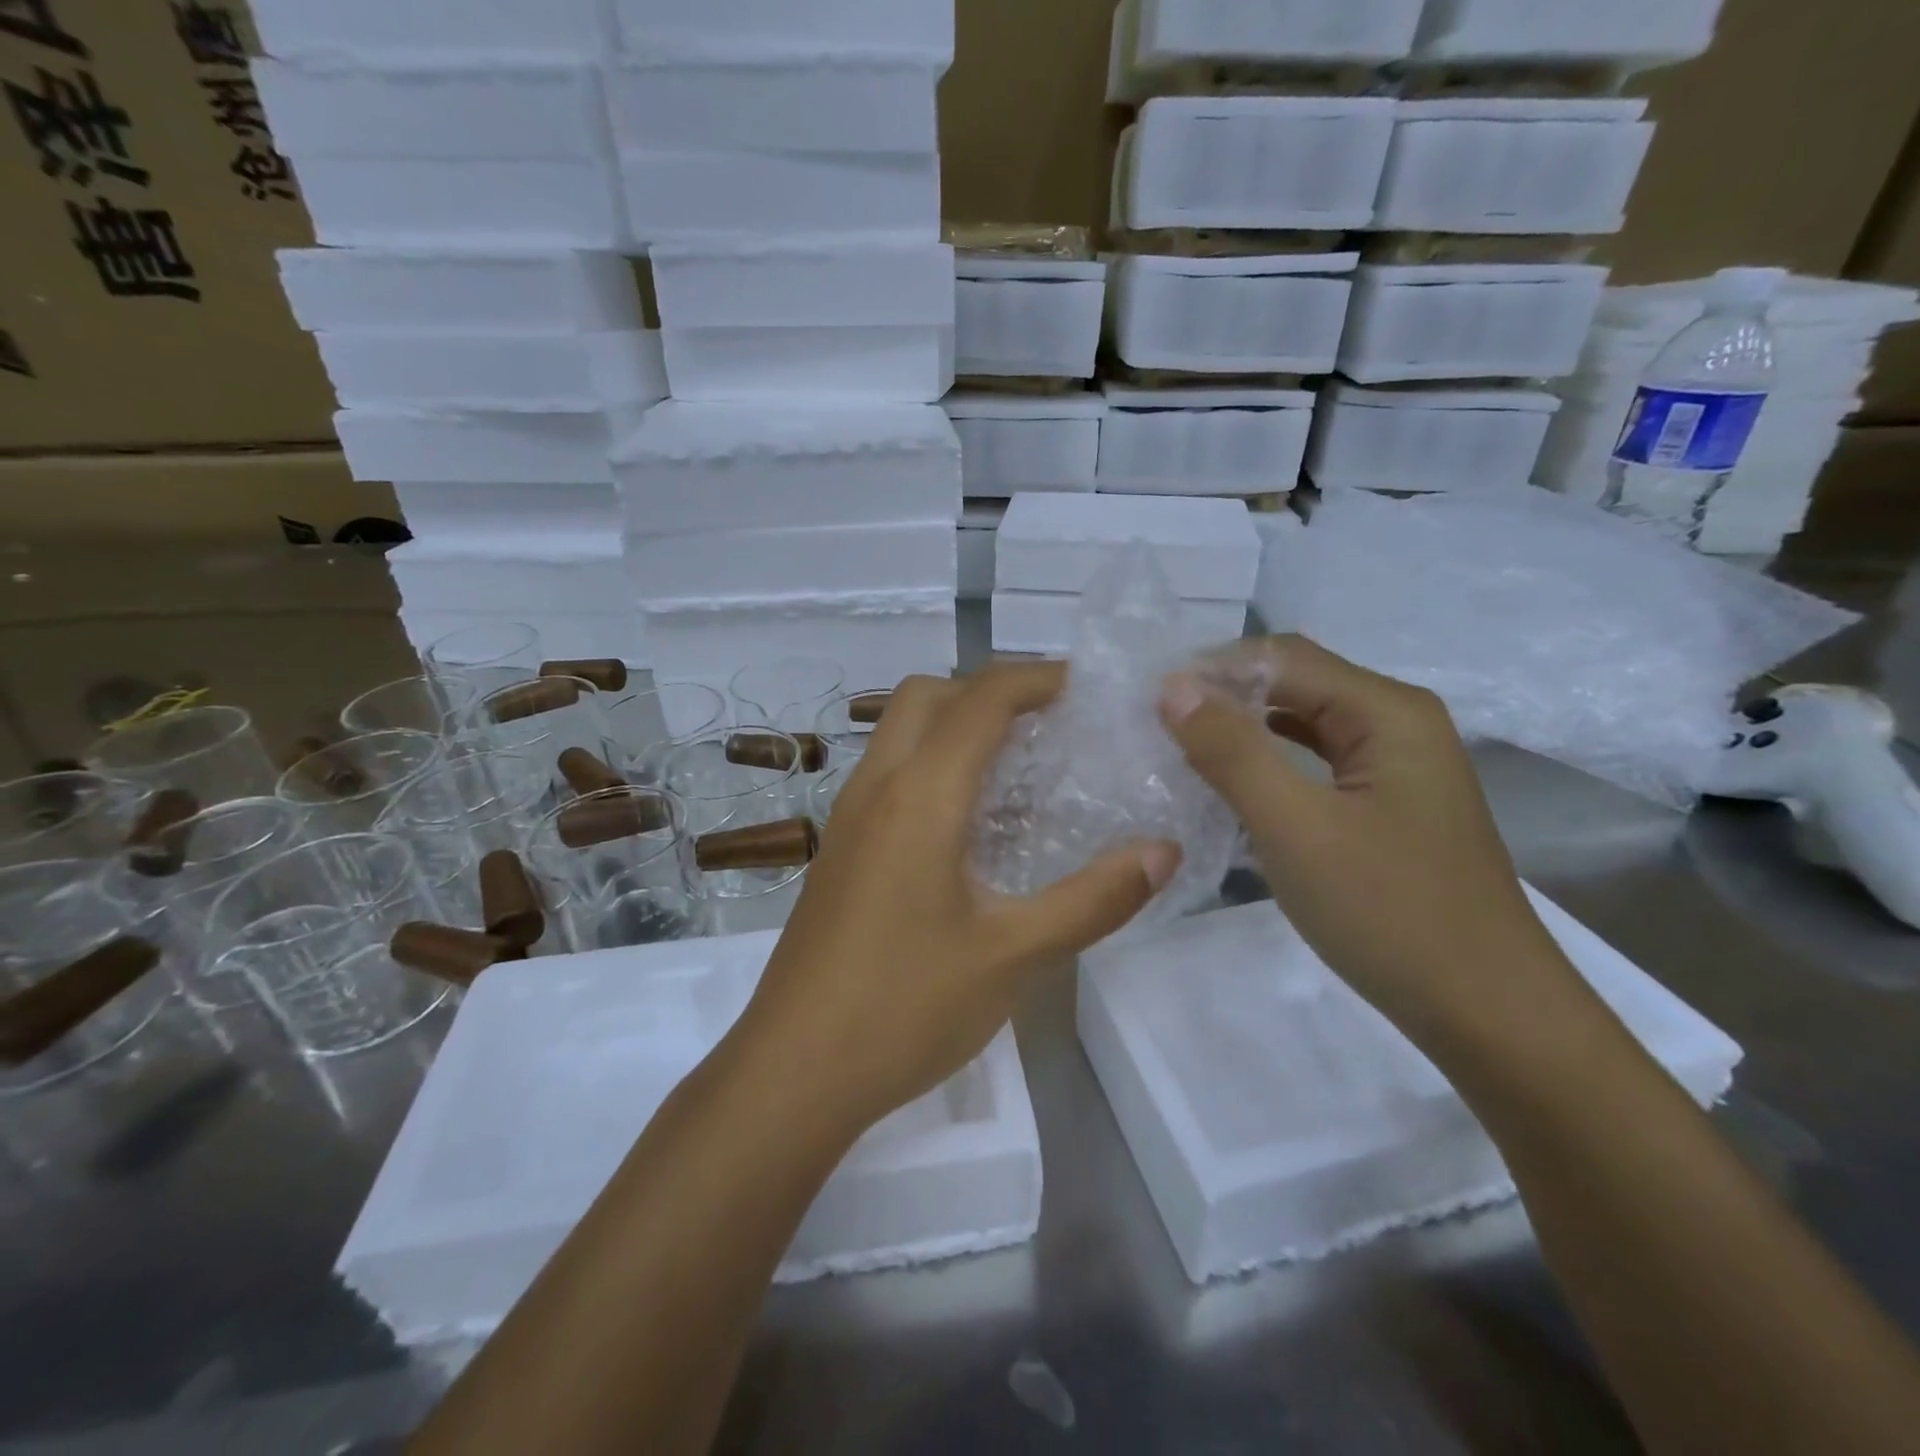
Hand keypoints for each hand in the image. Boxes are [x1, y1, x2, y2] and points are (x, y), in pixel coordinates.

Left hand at [736, 663, 1181, 1133]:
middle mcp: (876, 788)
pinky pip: (890, 775)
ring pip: (901, 733)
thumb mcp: (1015, 956)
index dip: (1036, 677)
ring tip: (1021, 768)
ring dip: (957, 727)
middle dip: (988, 690)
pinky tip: (974, 827)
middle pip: (928, 696)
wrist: (794, 1071)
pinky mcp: (841, 850)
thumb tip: (1163, 851)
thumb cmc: (905, 1007)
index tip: (1086, 687)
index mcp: (919, 795)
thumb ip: (1094, 899)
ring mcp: (849, 818)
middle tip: (1049, 723)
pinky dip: (934, 766)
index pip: (980, 698)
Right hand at [1161, 636, 1563, 1038]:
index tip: (1147, 700)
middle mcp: (1397, 723)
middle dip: (1224, 697)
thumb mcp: (1295, 827)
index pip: (1281, 657)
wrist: (1488, 1013)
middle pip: (1295, 684)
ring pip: (1303, 726)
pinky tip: (1231, 785)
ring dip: (1243, 730)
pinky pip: (1315, 765)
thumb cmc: (1389, 912)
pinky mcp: (1387, 806)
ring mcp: (1396, 768)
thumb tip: (1172, 687)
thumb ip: (1231, 751)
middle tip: (1155, 725)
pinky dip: (1269, 766)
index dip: (1210, 669)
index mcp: (1386, 711)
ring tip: (1180, 747)